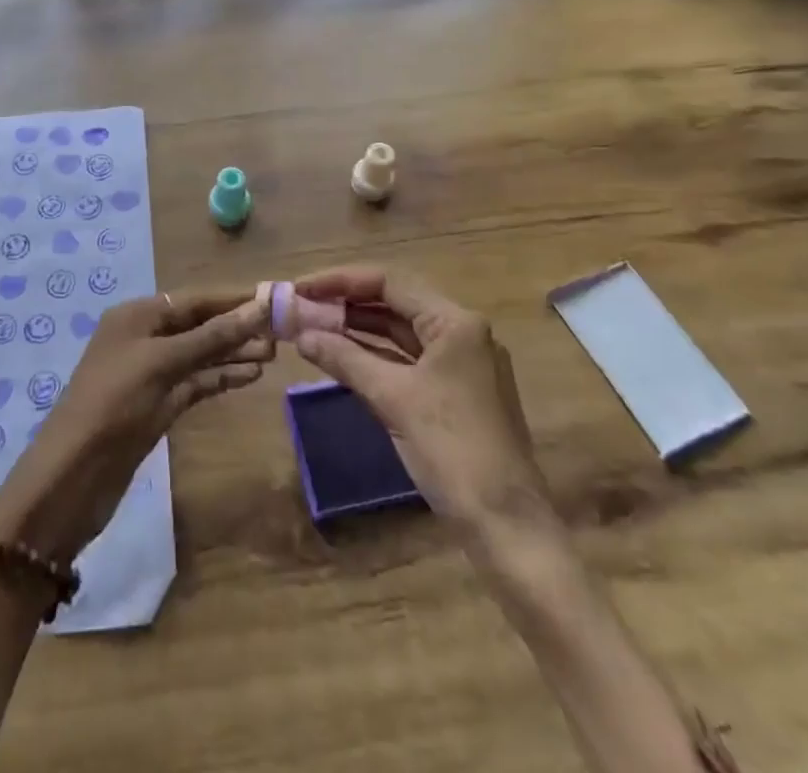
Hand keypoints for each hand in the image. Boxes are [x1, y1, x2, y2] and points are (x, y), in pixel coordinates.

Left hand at [0, 292, 271, 563]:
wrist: (74, 475)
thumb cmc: (114, 403)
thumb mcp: (163, 363)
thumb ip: (212, 336)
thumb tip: (258, 306)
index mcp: (138, 315)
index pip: (195, 299)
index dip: (233, 298)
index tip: (274, 296)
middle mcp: (145, 337)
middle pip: (199, 324)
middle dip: (237, 326)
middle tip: (282, 330)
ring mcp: (152, 372)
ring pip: (201, 354)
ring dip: (234, 352)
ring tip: (274, 353)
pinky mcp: (158, 404)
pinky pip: (196, 382)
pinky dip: (221, 377)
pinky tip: (251, 376)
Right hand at [292, 267, 560, 546]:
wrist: (507, 526)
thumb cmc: (452, 450)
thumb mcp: (393, 399)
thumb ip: (345, 359)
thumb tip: (301, 334)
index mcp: (455, 322)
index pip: (389, 282)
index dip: (339, 281)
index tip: (300, 288)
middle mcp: (462, 332)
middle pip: (395, 302)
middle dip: (346, 303)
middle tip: (301, 306)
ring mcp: (461, 362)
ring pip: (400, 331)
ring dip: (358, 329)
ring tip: (313, 326)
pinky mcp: (456, 390)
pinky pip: (408, 359)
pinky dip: (375, 355)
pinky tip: (342, 356)